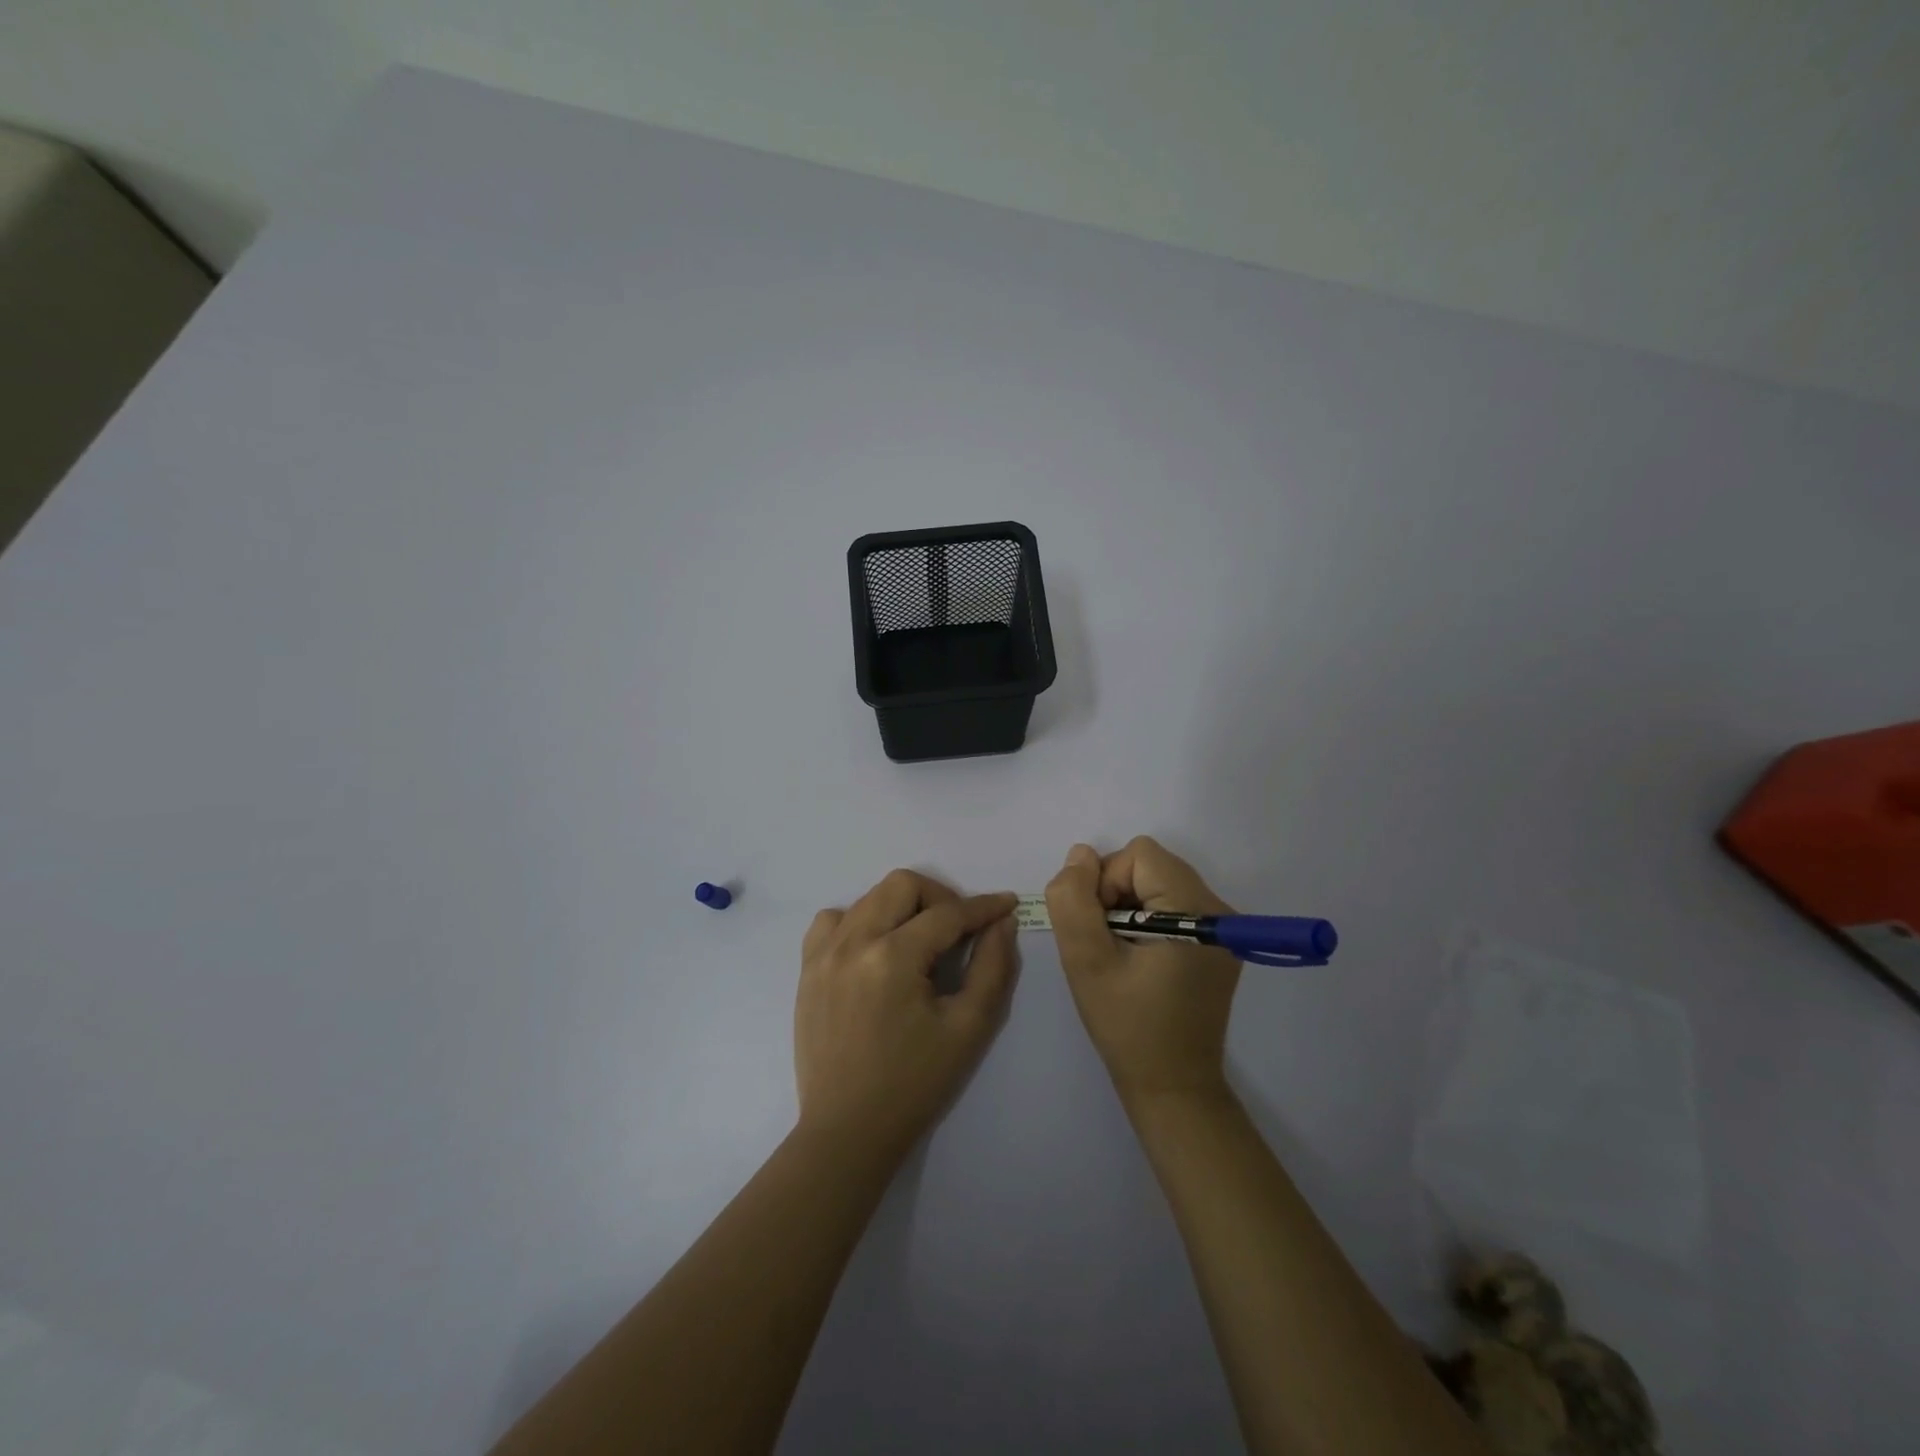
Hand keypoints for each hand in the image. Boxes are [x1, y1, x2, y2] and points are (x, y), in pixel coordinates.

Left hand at [795, 871, 1018, 1159]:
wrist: (848, 1130)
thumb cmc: (915, 1083)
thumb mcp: (969, 1028)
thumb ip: (992, 967)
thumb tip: (1002, 922)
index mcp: (893, 958)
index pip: (947, 914)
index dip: (983, 907)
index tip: (1005, 903)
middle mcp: (853, 942)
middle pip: (902, 885)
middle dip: (940, 897)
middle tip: (959, 929)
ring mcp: (823, 953)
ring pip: (868, 897)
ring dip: (901, 907)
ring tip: (918, 941)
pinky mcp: (807, 969)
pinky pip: (832, 920)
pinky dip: (859, 921)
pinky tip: (874, 949)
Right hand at [1047, 837, 1240, 1106]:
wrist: (1174, 1087)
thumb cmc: (1128, 1027)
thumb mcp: (1087, 962)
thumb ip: (1074, 901)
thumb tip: (1080, 855)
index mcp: (1196, 910)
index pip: (1139, 855)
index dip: (1106, 882)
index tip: (1101, 930)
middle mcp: (1219, 909)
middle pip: (1151, 864)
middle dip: (1116, 892)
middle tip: (1107, 943)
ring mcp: (1222, 927)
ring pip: (1157, 881)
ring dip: (1128, 905)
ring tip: (1121, 953)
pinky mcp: (1216, 942)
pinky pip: (1170, 902)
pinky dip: (1145, 918)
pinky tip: (1138, 958)